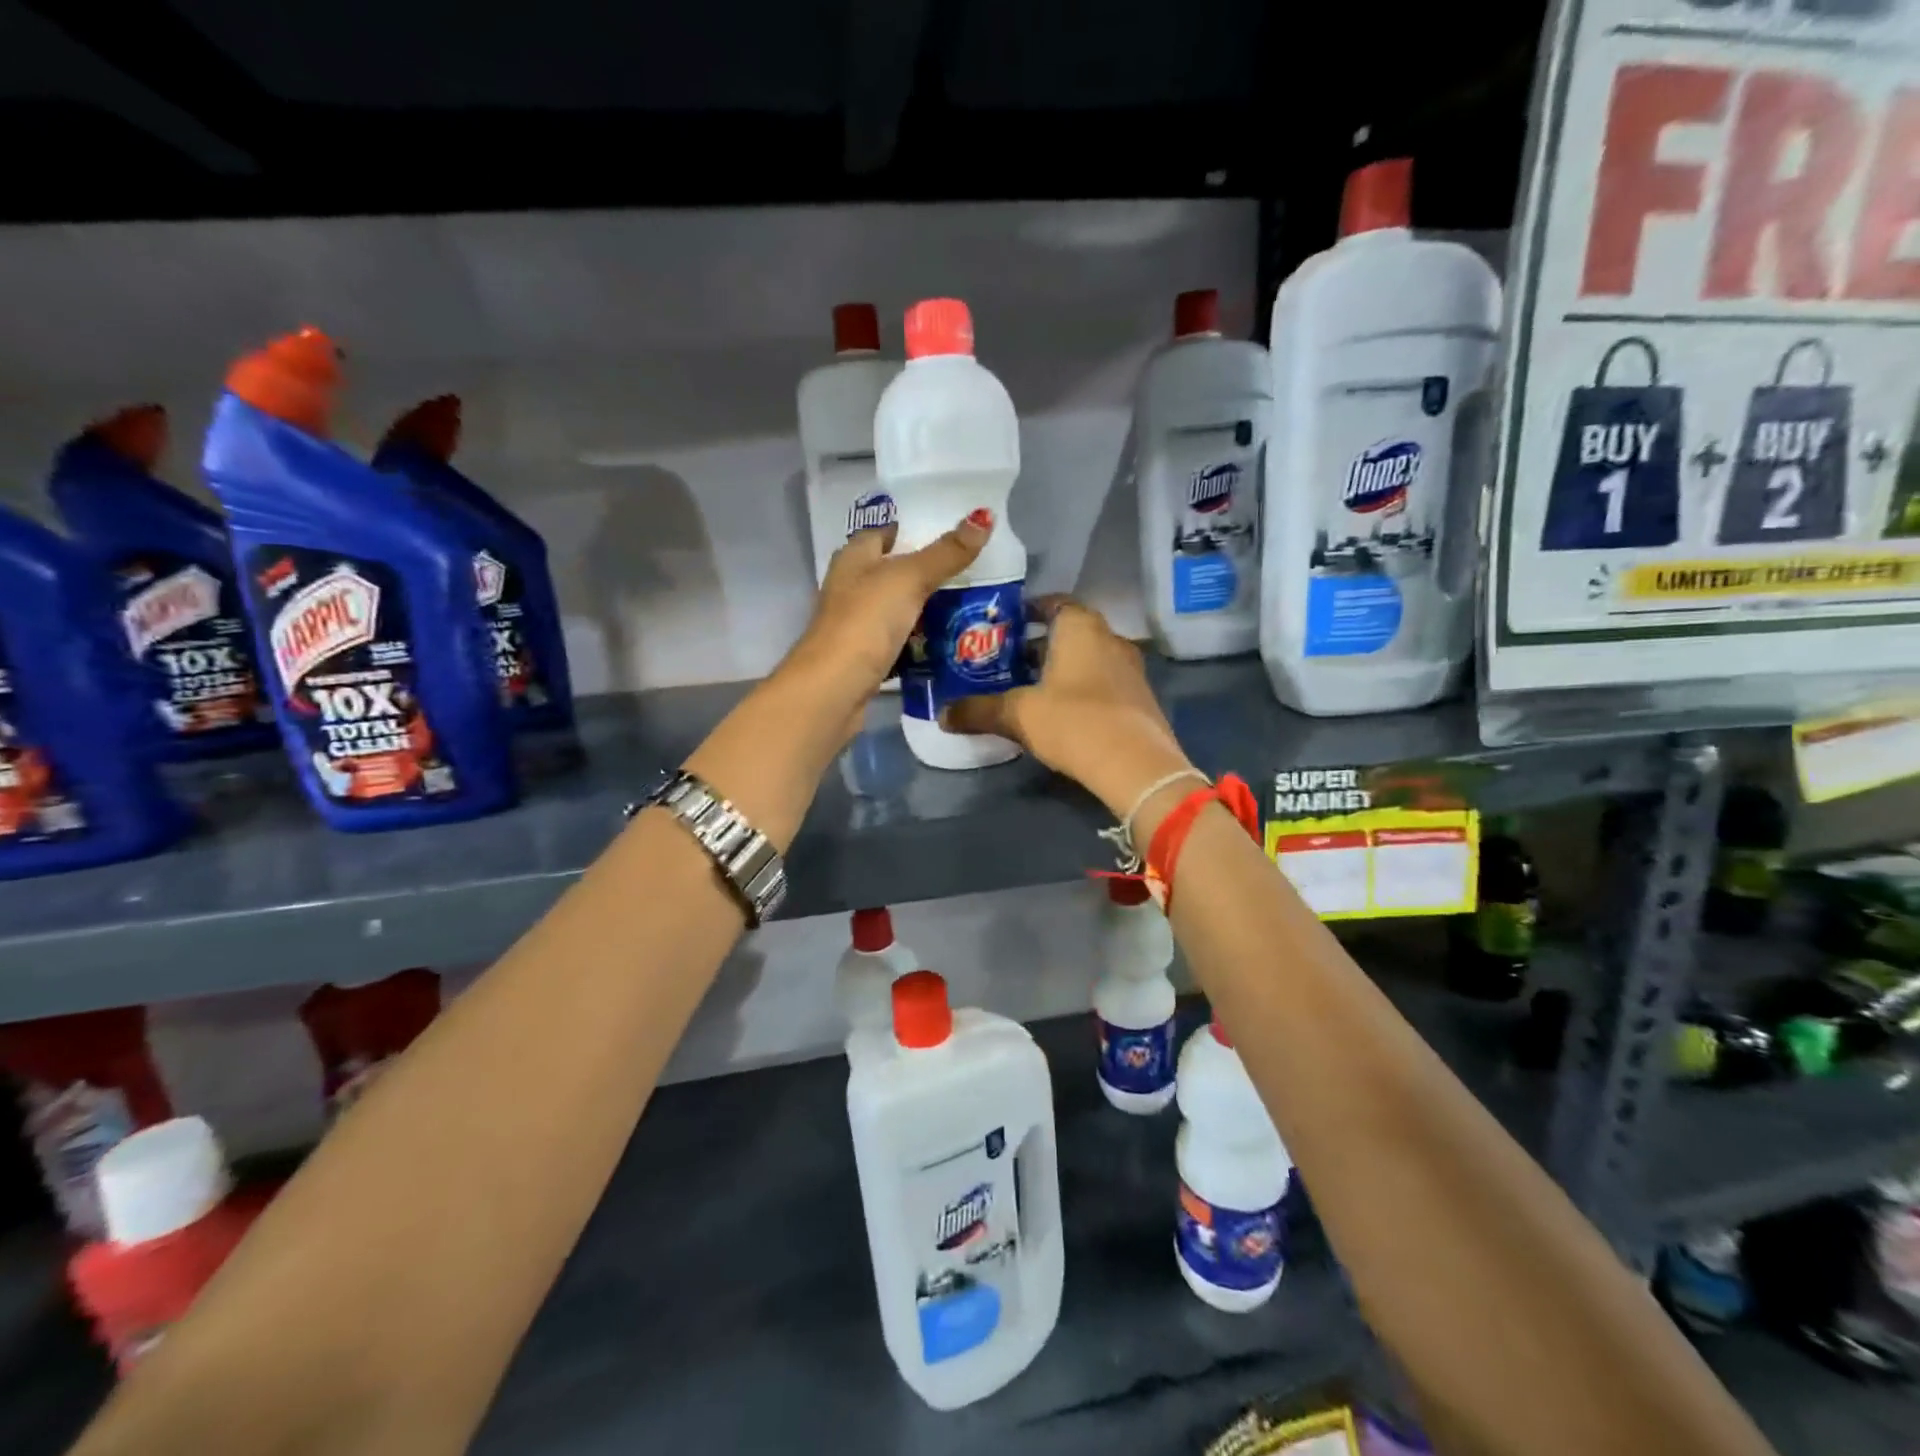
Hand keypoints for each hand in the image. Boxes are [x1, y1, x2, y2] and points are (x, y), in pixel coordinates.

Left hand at [782, 508, 994, 715]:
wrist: (834, 688)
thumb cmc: (866, 621)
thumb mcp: (910, 579)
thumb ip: (946, 553)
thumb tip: (984, 516)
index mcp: (854, 559)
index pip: (882, 534)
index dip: (910, 530)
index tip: (949, 535)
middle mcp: (850, 588)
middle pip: (891, 573)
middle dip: (926, 574)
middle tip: (971, 574)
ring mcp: (856, 625)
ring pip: (896, 610)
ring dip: (924, 610)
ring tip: (968, 607)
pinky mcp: (864, 658)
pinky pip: (898, 643)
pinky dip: (918, 643)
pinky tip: (946, 645)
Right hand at [941, 598, 1193, 819]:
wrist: (1137, 766)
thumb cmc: (1075, 722)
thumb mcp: (1018, 716)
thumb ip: (979, 710)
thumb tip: (942, 715)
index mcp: (1081, 627)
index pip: (1054, 602)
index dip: (1029, 609)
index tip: (1006, 624)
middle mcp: (1109, 638)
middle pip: (1071, 630)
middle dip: (1041, 643)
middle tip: (1008, 659)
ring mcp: (1130, 668)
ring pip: (1088, 657)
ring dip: (1062, 667)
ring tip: (1030, 686)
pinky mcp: (1139, 697)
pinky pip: (1103, 680)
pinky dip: (1082, 686)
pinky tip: (1061, 711)